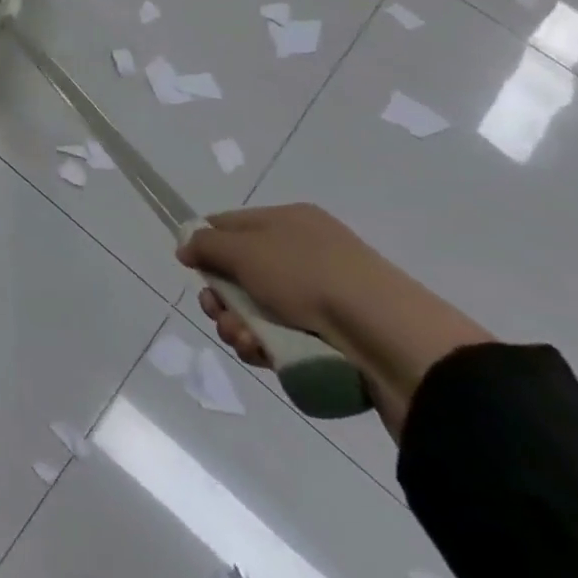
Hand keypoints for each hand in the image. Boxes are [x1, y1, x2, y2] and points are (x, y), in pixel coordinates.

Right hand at [179, 203, 491, 440]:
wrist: (391, 339)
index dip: (205, 245)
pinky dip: (266, 348)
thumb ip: (206, 245)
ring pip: (258, 312)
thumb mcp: (245, 250)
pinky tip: (264, 356)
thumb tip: (186, 246)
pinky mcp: (333, 338)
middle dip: (221, 299)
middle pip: (239, 274)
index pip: (229, 225)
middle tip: (219, 314)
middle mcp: (304, 254)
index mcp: (288, 222)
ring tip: (246, 342)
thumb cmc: (309, 277)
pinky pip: (282, 339)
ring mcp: (321, 298)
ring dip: (239, 327)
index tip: (192, 269)